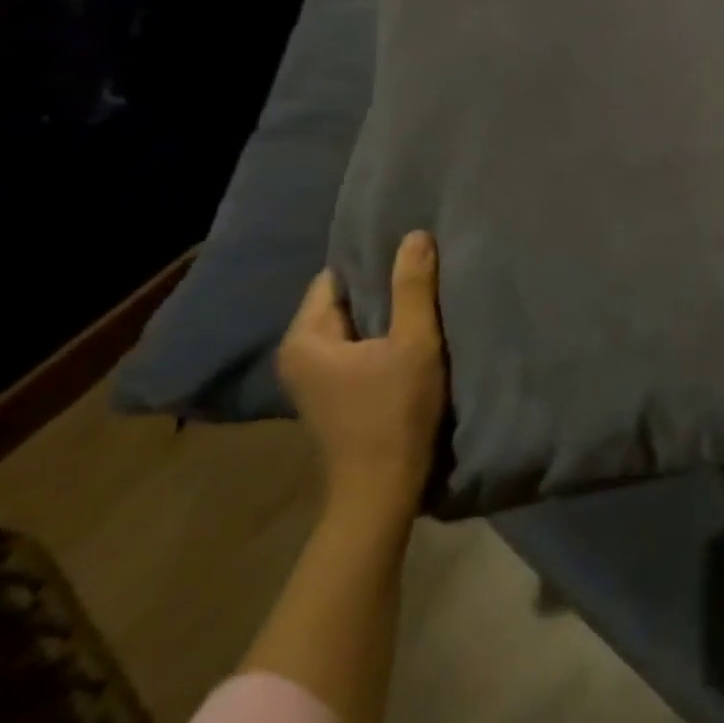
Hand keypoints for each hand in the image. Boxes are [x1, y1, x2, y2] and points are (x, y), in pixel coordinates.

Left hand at [278, 232, 447, 514]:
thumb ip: (413, 287)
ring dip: (385, 316)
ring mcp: (312, 377)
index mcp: (304, 338)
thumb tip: (414, 234)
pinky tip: (411, 338)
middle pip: (344, 302)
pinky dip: (381, 339)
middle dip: (382, 289)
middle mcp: (297, 354)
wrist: (383, 488)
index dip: (375, 264)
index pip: (336, 279)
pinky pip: (356, 348)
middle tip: (425, 275)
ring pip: (353, 326)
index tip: (413, 257)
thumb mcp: (414, 342)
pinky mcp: (332, 394)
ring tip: (424, 303)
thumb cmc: (395, 411)